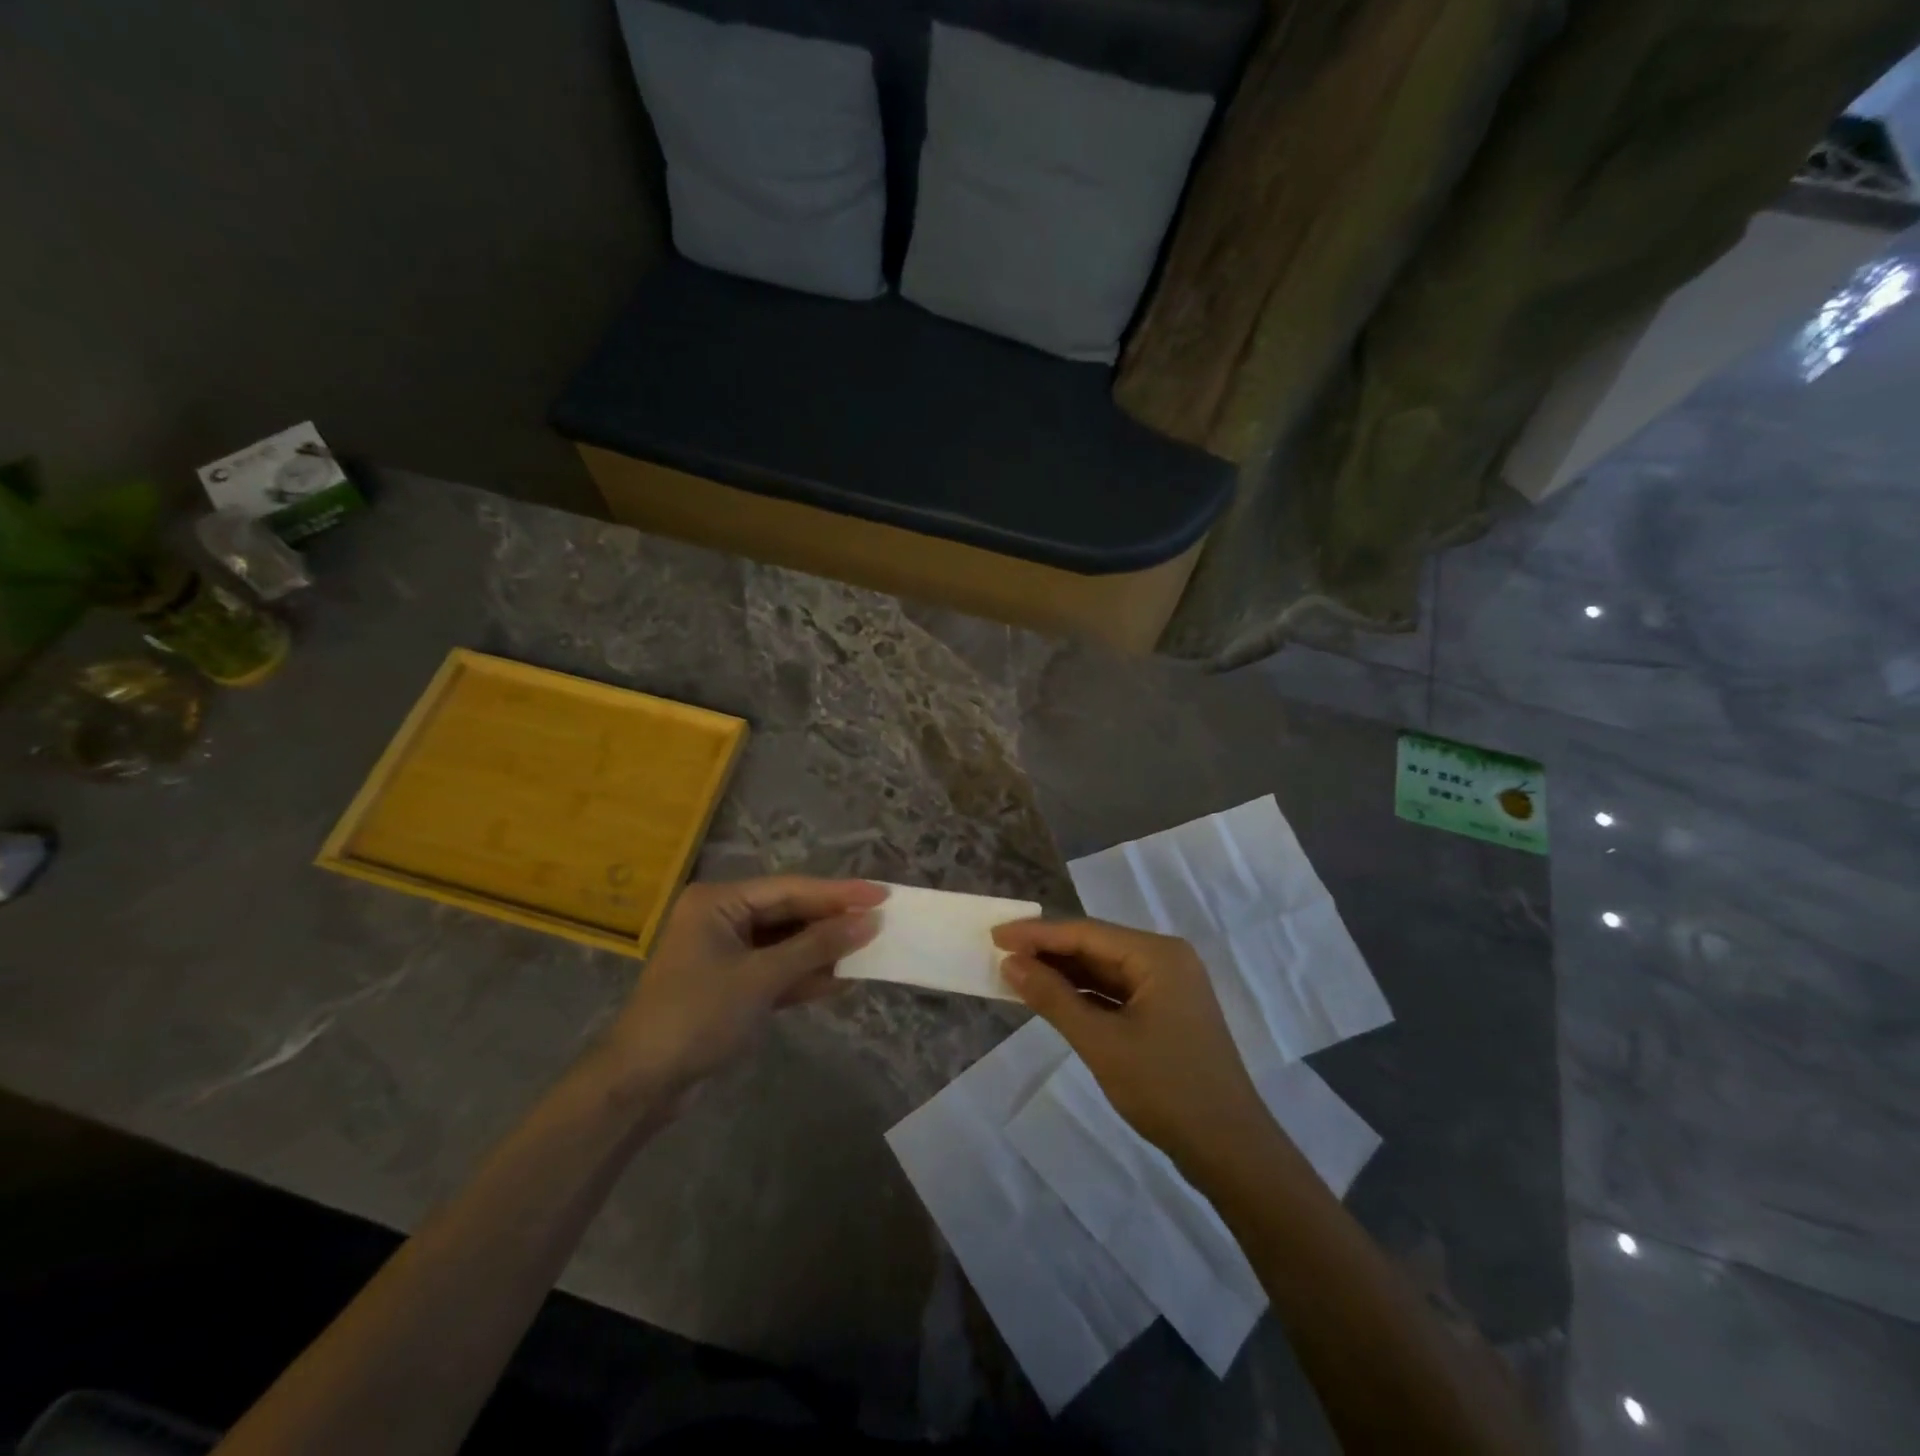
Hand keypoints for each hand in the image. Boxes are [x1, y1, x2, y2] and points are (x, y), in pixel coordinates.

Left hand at [604, 877, 885, 1098]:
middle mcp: (723, 919)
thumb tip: (868, 922)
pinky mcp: (734, 985)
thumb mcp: (760, 978)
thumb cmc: (696, 1016)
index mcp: (719, 903)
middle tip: (882, 918)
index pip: (790, 889)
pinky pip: (779, 970)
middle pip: (790, 913)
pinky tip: (844, 979)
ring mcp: (728, 953)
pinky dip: (807, 975)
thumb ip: (816, 947)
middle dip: (833, 921)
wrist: (642, 1085)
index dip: (838, 893)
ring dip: (824, 949)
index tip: (881, 894)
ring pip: (788, 942)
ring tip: (872, 947)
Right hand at [993, 918, 1268, 1165]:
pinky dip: (1084, 995)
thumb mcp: (1101, 1042)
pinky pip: (1116, 992)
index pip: (1085, 933)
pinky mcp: (1166, 1012)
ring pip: (1104, 970)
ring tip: (1017, 973)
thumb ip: (1053, 998)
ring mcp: (1168, 986)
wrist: (1230, 1150)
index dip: (1037, 934)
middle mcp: (1165, 959)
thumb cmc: (1165, 1089)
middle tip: (999, 952)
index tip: (995, 935)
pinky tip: (1053, 998)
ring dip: (1063, 973)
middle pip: (1095, 946)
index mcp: (1157, 954)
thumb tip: (1010, 964)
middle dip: (1048, 951)